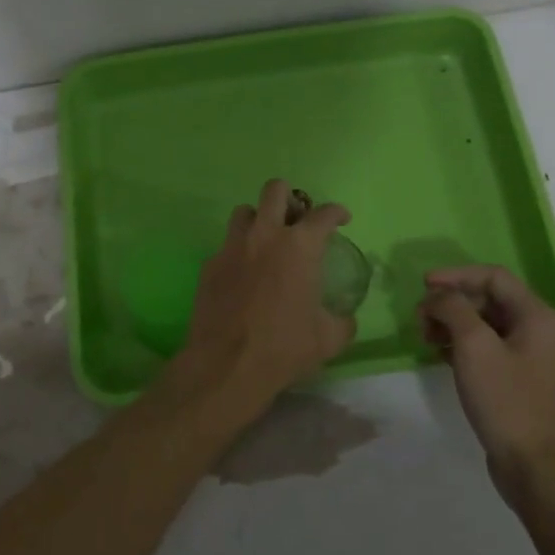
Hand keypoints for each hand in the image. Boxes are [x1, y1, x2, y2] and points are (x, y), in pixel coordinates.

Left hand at [164, 180, 355, 416]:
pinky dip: (238, 252)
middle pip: (275, 190)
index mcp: (299, 246)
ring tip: (266, 240)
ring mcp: (232, 247)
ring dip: (258, 219)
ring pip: (244, 212)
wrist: (227, 364)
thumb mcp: (328, 339)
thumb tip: (345, 317)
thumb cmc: (284, 347)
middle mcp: (265, 235)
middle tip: (296, 219)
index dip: (336, 212)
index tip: (341, 218)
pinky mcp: (209, 264)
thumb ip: (342, 321)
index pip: (323, 214)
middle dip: (289, 197)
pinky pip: (225, 245)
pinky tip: (243, 275)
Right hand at [419, 266, 554, 488]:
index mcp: (535, 315)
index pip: (493, 276)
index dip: (456, 274)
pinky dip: (458, 343)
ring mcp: (525, 355)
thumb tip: (437, 296)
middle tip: (420, 317)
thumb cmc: (505, 399)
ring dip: (451, 322)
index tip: (424, 285)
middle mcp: (535, 329)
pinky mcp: (514, 377)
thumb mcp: (474, 345)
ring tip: (425, 337)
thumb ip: (452, 309)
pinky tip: (438, 354)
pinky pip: (483, 346)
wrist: (532, 465)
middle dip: (450, 302)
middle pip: (486, 298)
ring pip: (482, 322)